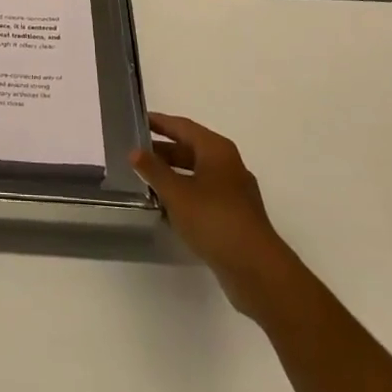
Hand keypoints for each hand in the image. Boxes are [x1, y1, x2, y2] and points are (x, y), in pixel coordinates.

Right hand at [131, 111, 286, 315]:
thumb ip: (154, 170)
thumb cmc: (214, 220)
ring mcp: (234, 192)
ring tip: (146, 180)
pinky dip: (185, 195)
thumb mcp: (176, 193)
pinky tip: (167, 208)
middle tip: (136, 153)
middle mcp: (228, 165)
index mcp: (216, 149)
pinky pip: (204, 195)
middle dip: (164, 150)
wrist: (257, 270)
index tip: (137, 120)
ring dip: (173, 175)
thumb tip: (134, 151)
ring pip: (198, 174)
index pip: (183, 126)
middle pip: (191, 149)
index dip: (160, 122)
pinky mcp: (236, 217)